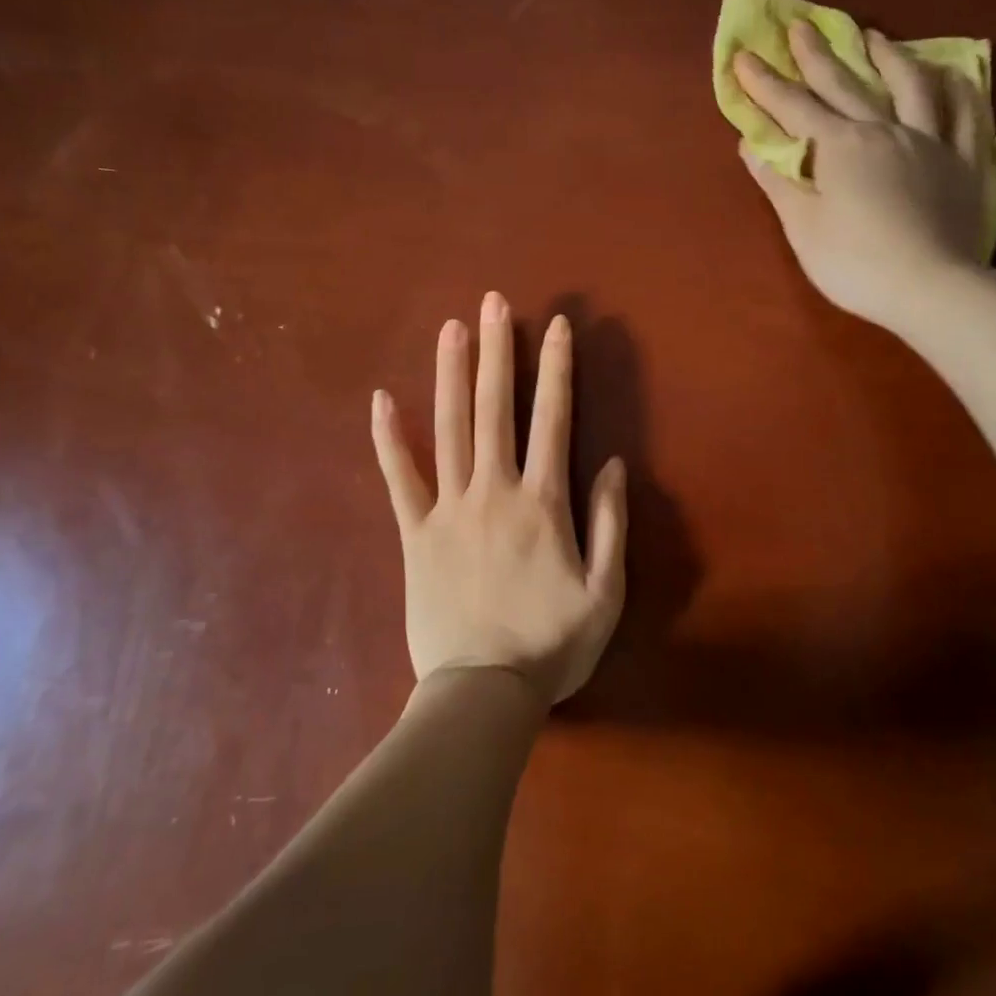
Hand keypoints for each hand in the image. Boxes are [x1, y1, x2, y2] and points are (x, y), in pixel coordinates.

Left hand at [370, 293, 627, 705]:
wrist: (483, 693)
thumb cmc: (552, 645)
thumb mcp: (606, 591)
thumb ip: (612, 523)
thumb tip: (615, 464)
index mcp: (543, 503)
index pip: (553, 419)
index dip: (556, 369)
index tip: (555, 325)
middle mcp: (494, 491)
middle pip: (495, 409)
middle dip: (498, 351)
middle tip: (494, 302)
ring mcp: (449, 509)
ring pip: (448, 428)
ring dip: (451, 374)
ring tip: (451, 328)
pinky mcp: (415, 533)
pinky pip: (399, 479)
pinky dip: (389, 438)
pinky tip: (380, 399)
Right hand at [734, 20, 989, 334]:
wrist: (931, 288)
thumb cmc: (855, 263)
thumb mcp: (803, 227)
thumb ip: (779, 182)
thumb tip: (753, 145)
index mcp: (840, 147)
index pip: (794, 108)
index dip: (765, 84)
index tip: (743, 56)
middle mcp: (884, 130)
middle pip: (846, 84)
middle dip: (816, 55)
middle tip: (799, 26)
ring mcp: (930, 141)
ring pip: (910, 85)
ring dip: (889, 57)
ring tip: (874, 37)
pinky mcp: (966, 162)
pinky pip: (967, 115)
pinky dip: (958, 89)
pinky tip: (953, 74)